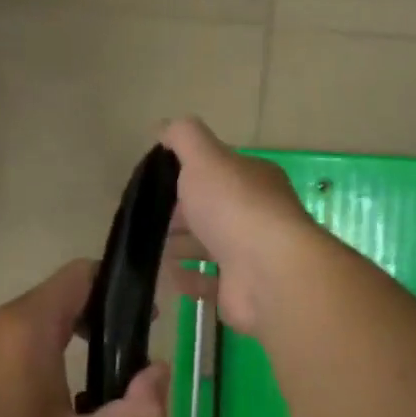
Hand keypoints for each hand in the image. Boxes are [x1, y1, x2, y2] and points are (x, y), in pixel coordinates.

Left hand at [0, 260, 170, 416]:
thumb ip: (136, 413)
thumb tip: (160, 374)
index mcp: (32, 325)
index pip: (84, 273)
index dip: (122, 288)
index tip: (149, 324)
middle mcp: (8, 320)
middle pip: (70, 292)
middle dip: (109, 317)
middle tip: (137, 359)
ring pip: (49, 316)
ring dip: (84, 335)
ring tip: (112, 380)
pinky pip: (30, 336)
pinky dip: (59, 349)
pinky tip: (72, 395)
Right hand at [160, 118, 320, 334]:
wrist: (268, 272)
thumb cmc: (235, 207)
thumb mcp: (205, 157)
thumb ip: (184, 137)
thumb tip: (163, 127)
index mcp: (253, 179)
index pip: (218, 172)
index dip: (187, 175)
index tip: (155, 183)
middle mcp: (256, 214)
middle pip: (212, 210)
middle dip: (180, 214)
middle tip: (147, 219)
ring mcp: (251, 254)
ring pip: (210, 246)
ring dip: (182, 246)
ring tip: (150, 248)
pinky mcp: (242, 289)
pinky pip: (210, 281)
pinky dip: (189, 278)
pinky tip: (170, 276)